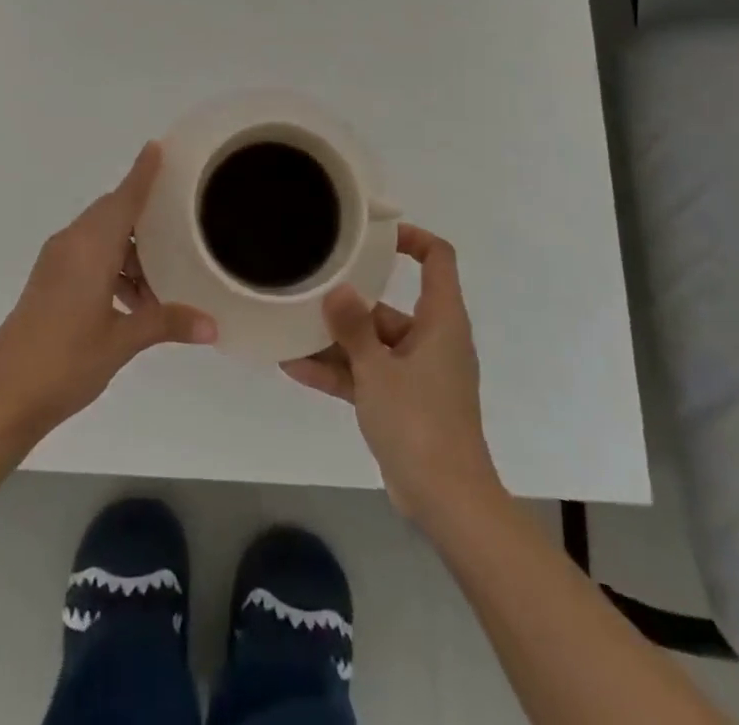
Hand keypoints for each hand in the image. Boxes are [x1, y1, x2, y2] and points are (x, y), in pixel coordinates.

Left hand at [0, 142, 216, 443]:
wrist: (3, 394)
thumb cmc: (65, 361)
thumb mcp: (121, 341)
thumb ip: (166, 324)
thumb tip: (212, 327)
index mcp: (90, 248)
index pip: (123, 199)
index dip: (142, 173)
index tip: (158, 146)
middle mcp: (71, 244)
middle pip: (112, 212)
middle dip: (143, 213)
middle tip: (180, 217)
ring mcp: (56, 261)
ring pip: (100, 236)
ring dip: (129, 249)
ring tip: (161, 277)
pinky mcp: (48, 279)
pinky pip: (87, 254)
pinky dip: (112, 264)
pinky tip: (132, 298)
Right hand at [281, 225, 499, 520]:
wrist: (448, 502)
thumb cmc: (420, 423)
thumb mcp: (378, 370)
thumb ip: (353, 327)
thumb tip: (336, 290)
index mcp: (441, 322)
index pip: (438, 260)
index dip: (412, 238)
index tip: (373, 236)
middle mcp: (432, 340)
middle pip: (390, 305)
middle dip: (349, 301)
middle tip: (310, 287)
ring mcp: (417, 374)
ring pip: (373, 344)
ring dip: (335, 342)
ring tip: (290, 328)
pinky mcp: (404, 403)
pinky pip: (368, 376)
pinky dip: (339, 372)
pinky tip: (294, 367)